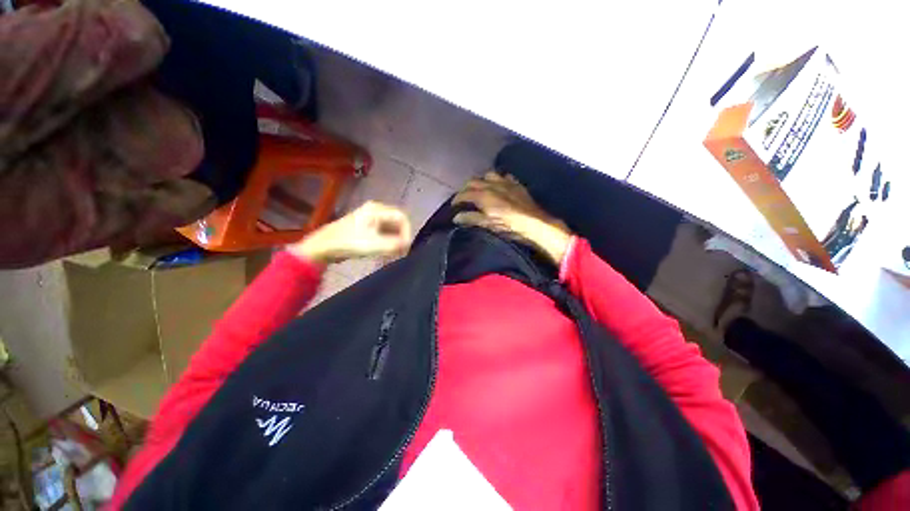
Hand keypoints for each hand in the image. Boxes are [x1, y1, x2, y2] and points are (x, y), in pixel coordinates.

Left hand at [288, 201, 411, 263]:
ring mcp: (370, 218)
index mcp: (377, 210)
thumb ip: (394, 245)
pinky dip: (387, 241)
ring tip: (393, 254)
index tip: (405, 247)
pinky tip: (385, 252)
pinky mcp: (367, 226)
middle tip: (400, 252)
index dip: (407, 232)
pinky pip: (384, 232)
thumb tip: (408, 245)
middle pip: (397, 223)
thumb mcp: (374, 245)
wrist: (322, 247)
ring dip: (395, 241)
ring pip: (391, 228)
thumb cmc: (348, 243)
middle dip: (401, 237)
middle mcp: (375, 210)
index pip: (402, 218)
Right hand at [452, 172, 572, 264]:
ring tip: (480, 189)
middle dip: (466, 188)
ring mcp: (506, 182)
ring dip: (481, 181)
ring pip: (488, 175)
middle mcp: (492, 184)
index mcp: (484, 195)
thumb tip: (456, 217)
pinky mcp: (516, 184)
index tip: (453, 205)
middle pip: (474, 181)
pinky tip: (499, 186)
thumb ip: (471, 219)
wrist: (535, 224)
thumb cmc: (509, 226)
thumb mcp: (488, 224)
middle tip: (463, 198)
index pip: (464, 194)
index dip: (457, 199)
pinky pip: (504, 177)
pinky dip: (498, 180)